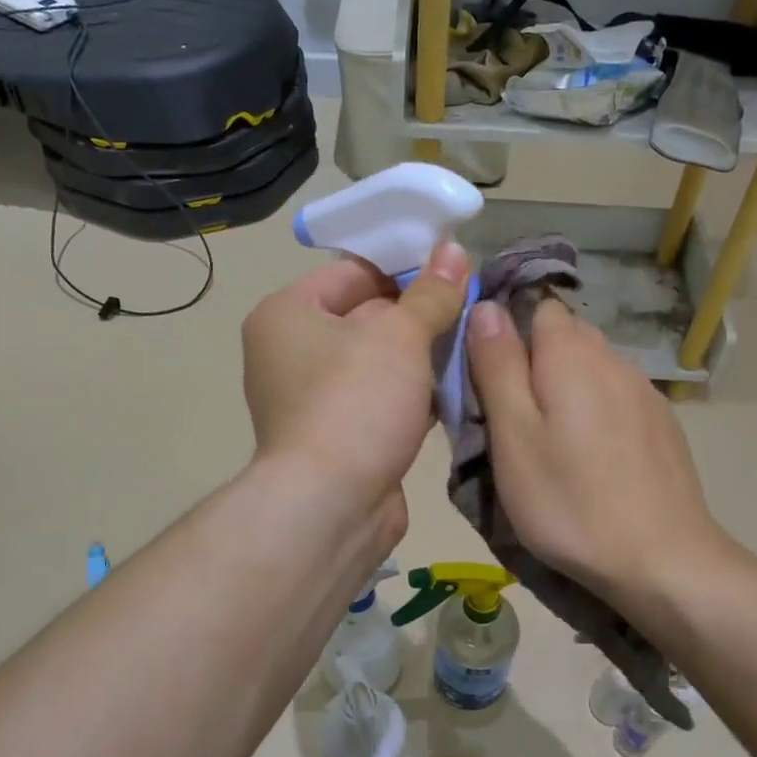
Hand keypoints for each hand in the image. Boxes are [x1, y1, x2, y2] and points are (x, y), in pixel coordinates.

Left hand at [242, 241, 470, 531]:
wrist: (331, 505)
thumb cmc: (355, 402)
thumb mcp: (399, 336)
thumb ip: (430, 293)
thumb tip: (453, 251)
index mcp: (287, 313)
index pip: (352, 271)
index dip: (404, 269)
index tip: (454, 276)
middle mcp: (289, 351)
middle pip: (365, 316)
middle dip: (417, 317)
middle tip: (470, 313)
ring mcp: (309, 398)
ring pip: (376, 362)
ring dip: (419, 359)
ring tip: (468, 350)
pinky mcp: (335, 435)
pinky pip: (377, 399)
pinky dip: (410, 396)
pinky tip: (451, 393)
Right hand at [465, 297, 733, 605]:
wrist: (661, 559)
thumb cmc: (569, 500)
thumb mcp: (513, 436)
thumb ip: (497, 366)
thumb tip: (486, 306)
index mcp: (570, 355)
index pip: (536, 307)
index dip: (508, 333)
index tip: (489, 377)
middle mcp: (613, 358)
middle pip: (566, 335)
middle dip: (536, 361)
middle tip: (514, 416)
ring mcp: (644, 391)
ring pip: (593, 366)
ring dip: (568, 386)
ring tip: (552, 440)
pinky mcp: (663, 423)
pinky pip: (618, 396)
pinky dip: (597, 410)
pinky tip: (594, 456)